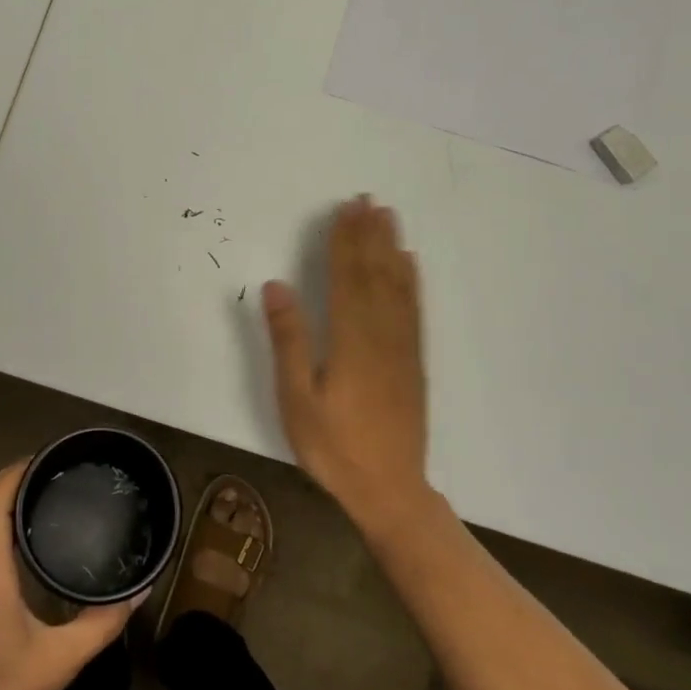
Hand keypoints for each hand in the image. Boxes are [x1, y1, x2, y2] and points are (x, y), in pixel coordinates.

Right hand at [263, 195, 430, 526]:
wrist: (390, 489)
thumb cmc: (334, 447)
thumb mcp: (297, 399)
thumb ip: (289, 340)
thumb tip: (277, 285)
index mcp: (350, 340)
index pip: (345, 277)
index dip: (344, 241)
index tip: (344, 210)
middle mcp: (380, 334)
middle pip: (374, 273)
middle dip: (368, 235)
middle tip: (366, 200)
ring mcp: (402, 347)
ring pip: (397, 286)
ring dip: (390, 248)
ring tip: (388, 217)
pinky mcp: (414, 361)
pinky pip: (413, 310)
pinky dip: (411, 281)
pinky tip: (409, 265)